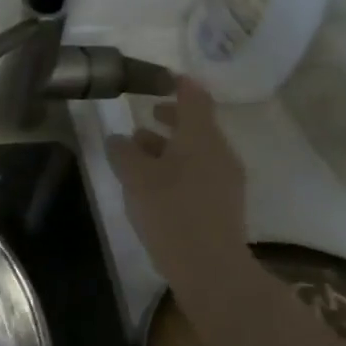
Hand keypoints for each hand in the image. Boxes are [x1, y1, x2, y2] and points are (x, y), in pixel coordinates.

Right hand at [106, 76, 249, 284]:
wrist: (210, 267)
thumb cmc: (170, 211)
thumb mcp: (135, 177)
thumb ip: (124, 151)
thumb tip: (119, 138)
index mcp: (201, 138)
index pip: (195, 98)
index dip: (179, 84)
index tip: (161, 78)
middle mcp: (219, 152)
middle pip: (197, 124)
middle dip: (170, 117)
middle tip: (146, 114)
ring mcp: (226, 179)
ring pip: (196, 150)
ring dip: (170, 145)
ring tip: (139, 153)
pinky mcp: (223, 203)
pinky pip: (199, 171)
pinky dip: (177, 166)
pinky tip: (154, 183)